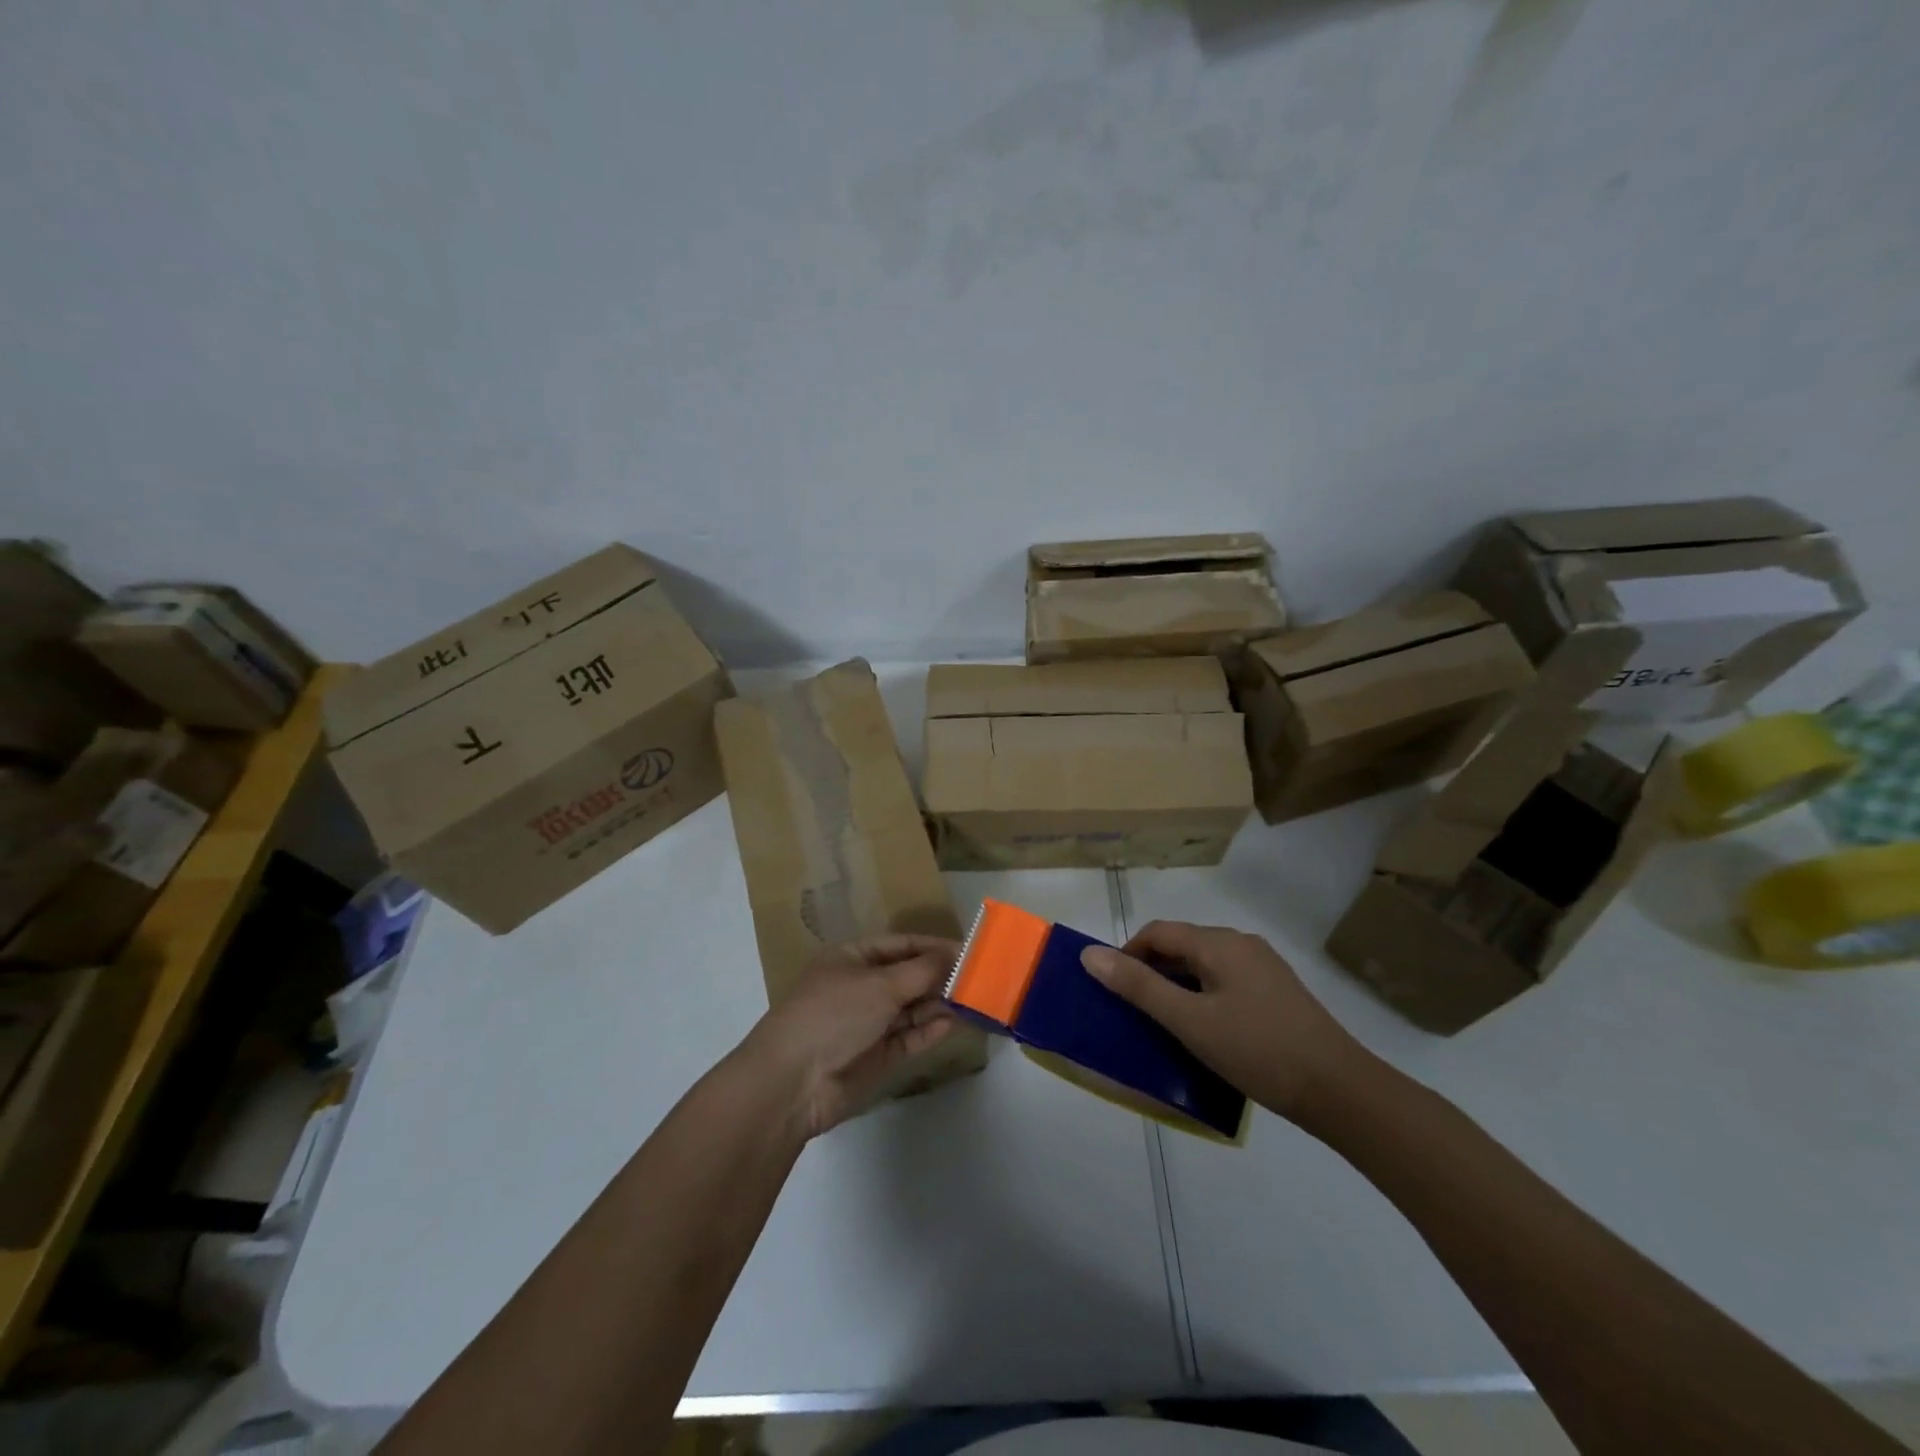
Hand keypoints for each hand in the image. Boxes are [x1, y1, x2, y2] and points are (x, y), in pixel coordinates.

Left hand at [737, 935, 959, 1138]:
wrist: (793, 1082)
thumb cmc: (833, 1014)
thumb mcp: (880, 984)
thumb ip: (922, 971)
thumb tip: (955, 955)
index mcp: (852, 958)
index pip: (901, 945)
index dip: (934, 946)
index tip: (970, 950)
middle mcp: (861, 987)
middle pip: (908, 976)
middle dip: (941, 976)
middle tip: (982, 977)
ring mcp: (868, 1023)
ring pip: (912, 1008)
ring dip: (940, 1003)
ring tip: (977, 999)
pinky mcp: (876, 1056)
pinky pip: (909, 1037)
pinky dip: (930, 1030)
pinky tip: (955, 1022)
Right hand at [1081, 920, 1367, 1126]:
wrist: (1340, 1090)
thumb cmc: (1256, 1050)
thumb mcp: (1189, 1021)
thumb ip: (1138, 986)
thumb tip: (1090, 955)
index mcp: (1218, 943)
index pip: (1158, 932)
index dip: (1128, 955)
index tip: (1113, 991)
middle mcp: (1241, 943)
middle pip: (1182, 945)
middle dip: (1152, 971)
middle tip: (1135, 1013)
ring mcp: (1264, 967)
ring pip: (1204, 965)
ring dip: (1177, 986)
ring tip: (1166, 1025)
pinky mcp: (1277, 992)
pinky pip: (1226, 981)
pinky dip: (1203, 996)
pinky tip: (1206, 1031)